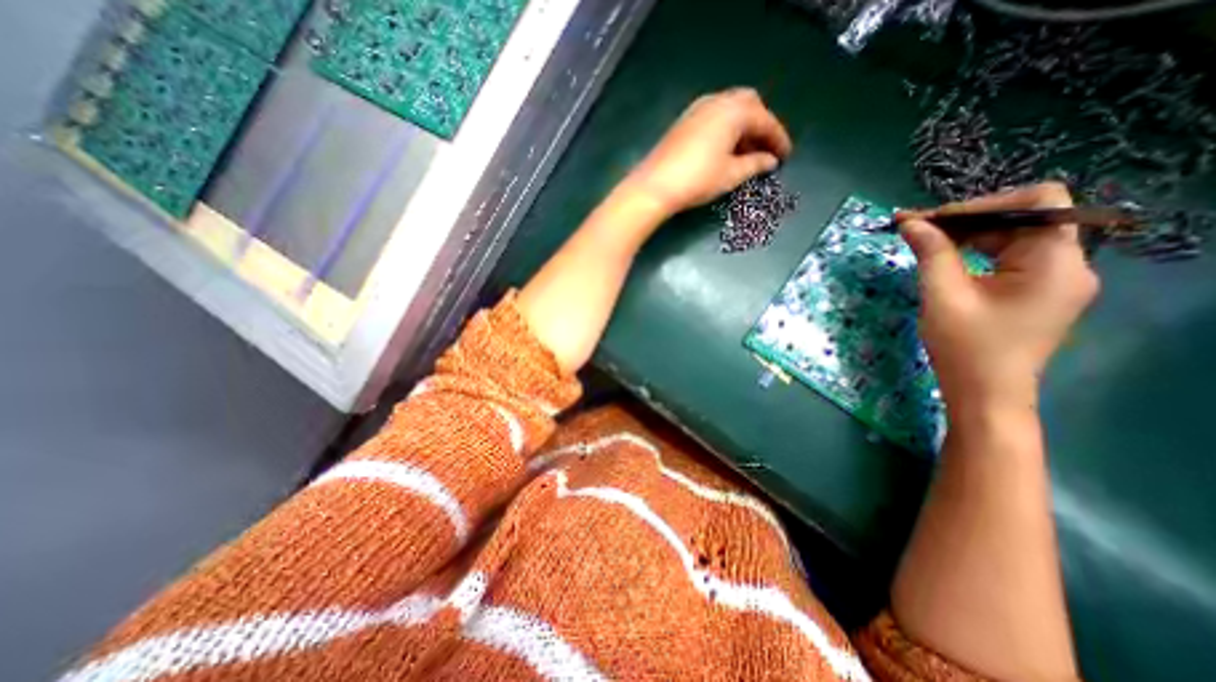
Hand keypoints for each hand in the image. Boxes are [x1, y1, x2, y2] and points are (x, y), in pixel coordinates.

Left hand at [618, 86, 798, 216]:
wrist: (654, 185)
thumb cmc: (697, 179)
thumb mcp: (731, 174)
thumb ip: (755, 164)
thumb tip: (770, 160)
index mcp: (734, 111)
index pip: (765, 120)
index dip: (778, 139)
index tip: (785, 156)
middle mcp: (717, 101)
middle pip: (749, 105)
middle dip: (761, 125)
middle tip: (765, 150)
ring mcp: (697, 109)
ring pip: (729, 110)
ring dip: (742, 127)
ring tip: (746, 154)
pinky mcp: (684, 122)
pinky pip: (714, 117)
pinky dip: (725, 129)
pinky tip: (724, 150)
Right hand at [892, 180, 1104, 416]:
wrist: (985, 394)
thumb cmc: (965, 347)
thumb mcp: (942, 295)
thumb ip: (931, 252)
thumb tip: (910, 222)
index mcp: (1056, 262)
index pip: (1037, 203)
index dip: (981, 204)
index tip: (931, 219)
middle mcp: (1068, 264)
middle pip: (1021, 219)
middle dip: (966, 220)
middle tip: (914, 229)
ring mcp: (1055, 280)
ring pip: (1012, 238)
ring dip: (967, 236)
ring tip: (923, 242)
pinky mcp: (1038, 293)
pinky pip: (1009, 258)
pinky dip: (975, 253)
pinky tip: (945, 260)